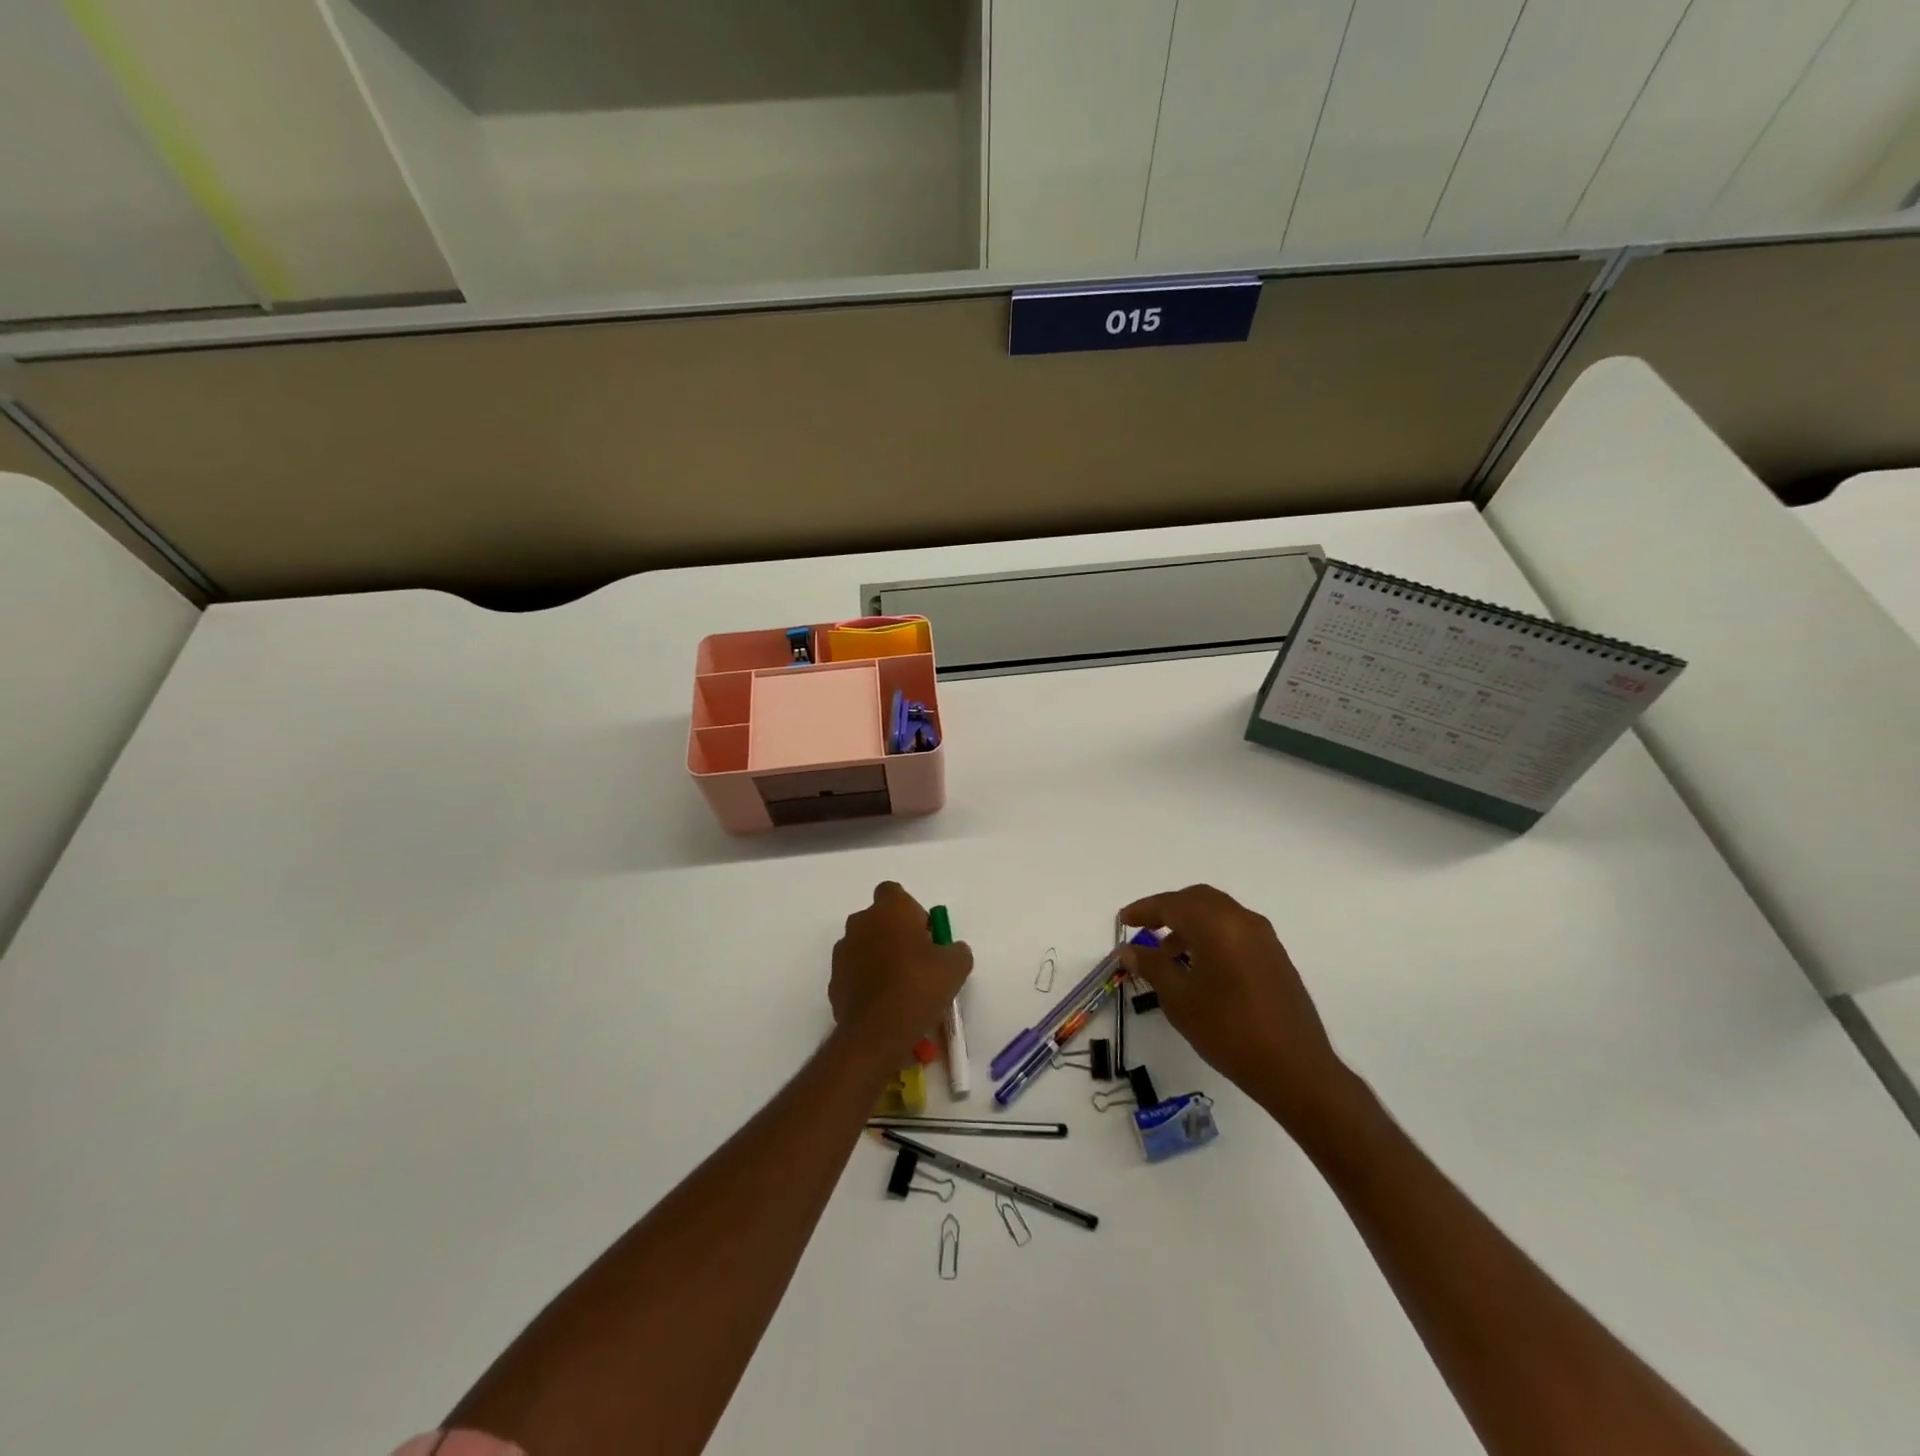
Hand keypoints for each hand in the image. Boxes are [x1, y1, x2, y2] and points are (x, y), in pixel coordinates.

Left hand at [830, 882, 972, 1066]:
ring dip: (879, 957)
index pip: (893, 892)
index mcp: (890, 910)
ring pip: (864, 945)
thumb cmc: (919, 987)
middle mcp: (861, 923)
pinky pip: (854, 972)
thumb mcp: (956, 967)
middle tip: (916, 961)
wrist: (877, 1032)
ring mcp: (843, 952)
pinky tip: (884, 1004)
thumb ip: (955, 949)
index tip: (924, 934)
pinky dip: (866, 981)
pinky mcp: (833, 980)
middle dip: (894, 934)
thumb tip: (951, 950)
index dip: (910, 910)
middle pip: (878, 920)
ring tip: (900, 987)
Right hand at [1118, 885, 1348, 1131]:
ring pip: (1218, 913)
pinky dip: (1211, 934)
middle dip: (1168, 910)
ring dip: (1190, 923)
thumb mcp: (1179, 1000)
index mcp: (1216, 925)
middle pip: (1197, 899)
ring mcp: (1264, 937)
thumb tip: (1129, 948)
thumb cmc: (1228, 1031)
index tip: (1123, 920)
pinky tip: (1200, 965)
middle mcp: (1242, 920)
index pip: (1172, 904)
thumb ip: (1152, 966)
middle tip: (1145, 928)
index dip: (1144, 910)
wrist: (1295, 1069)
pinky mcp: (1275, 956)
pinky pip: (1235, 929)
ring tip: (1168, 954)